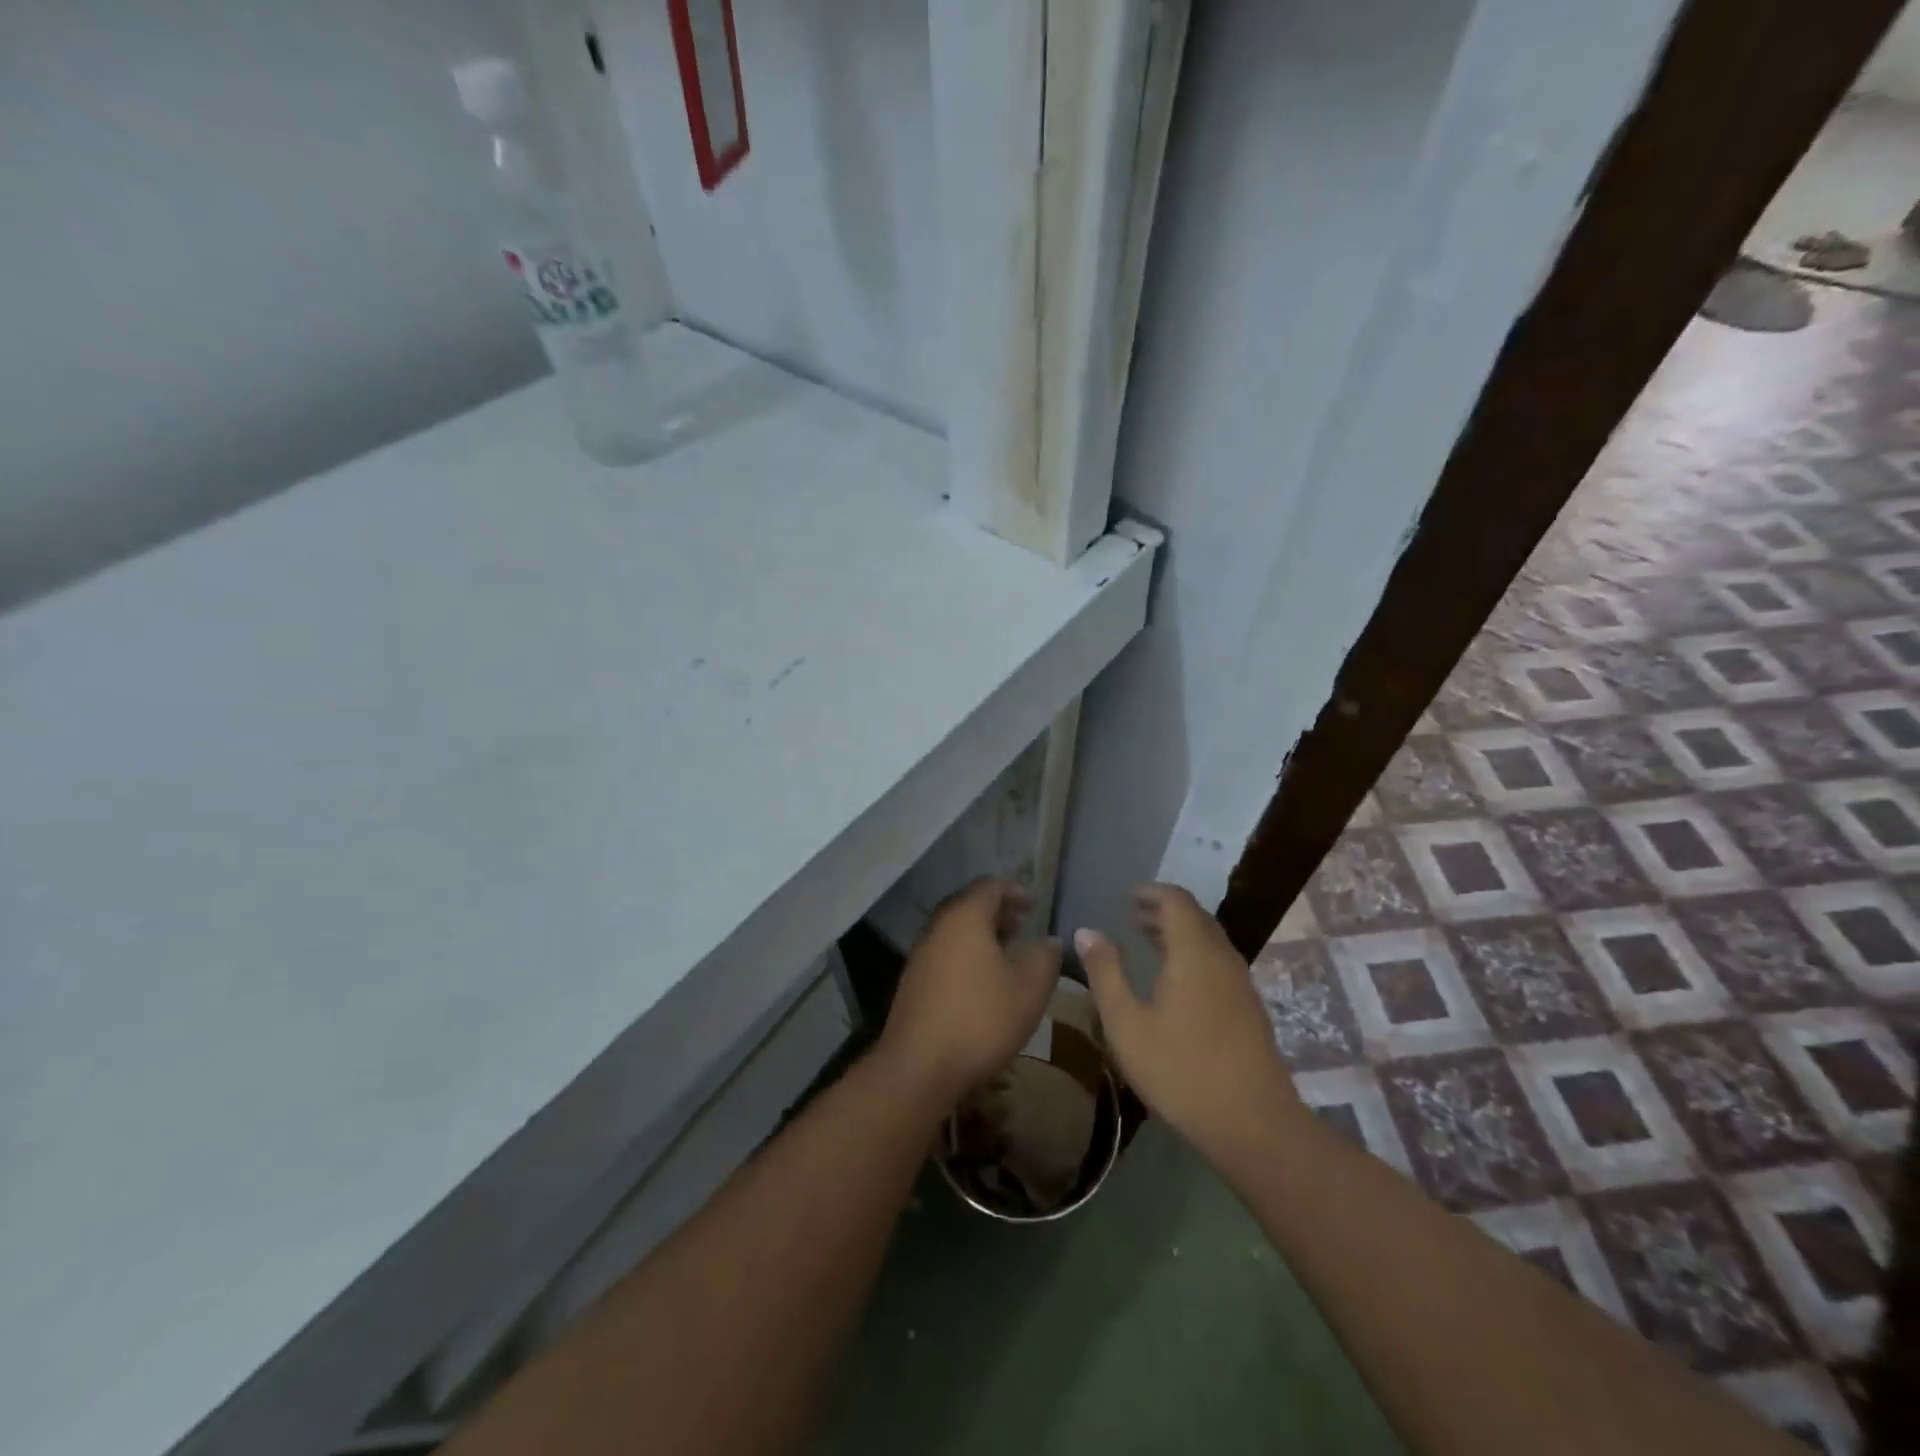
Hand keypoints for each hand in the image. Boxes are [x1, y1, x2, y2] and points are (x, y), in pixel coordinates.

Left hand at [879, 878, 1062, 1103]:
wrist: (919, 1067)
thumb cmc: (981, 1020)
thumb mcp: (1029, 990)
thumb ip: (1045, 958)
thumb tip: (1050, 941)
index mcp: (965, 918)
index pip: (990, 886)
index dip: (1015, 890)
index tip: (1034, 905)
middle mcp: (938, 927)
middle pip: (968, 905)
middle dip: (997, 911)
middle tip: (1021, 927)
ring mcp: (920, 954)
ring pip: (954, 930)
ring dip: (980, 934)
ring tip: (1005, 954)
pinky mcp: (912, 981)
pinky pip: (944, 952)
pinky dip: (965, 954)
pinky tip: (981, 983)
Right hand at [1077, 884, 1302, 1162]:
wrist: (1254, 1124)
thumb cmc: (1181, 1070)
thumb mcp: (1127, 1024)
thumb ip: (1105, 973)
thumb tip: (1086, 931)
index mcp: (1194, 952)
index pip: (1176, 900)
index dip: (1151, 892)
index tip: (1126, 896)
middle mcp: (1222, 957)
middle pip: (1195, 916)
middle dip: (1163, 909)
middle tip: (1132, 915)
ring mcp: (1240, 983)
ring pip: (1209, 939)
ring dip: (1179, 932)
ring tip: (1148, 940)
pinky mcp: (1249, 1007)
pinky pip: (1218, 960)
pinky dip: (1193, 952)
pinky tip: (1174, 979)